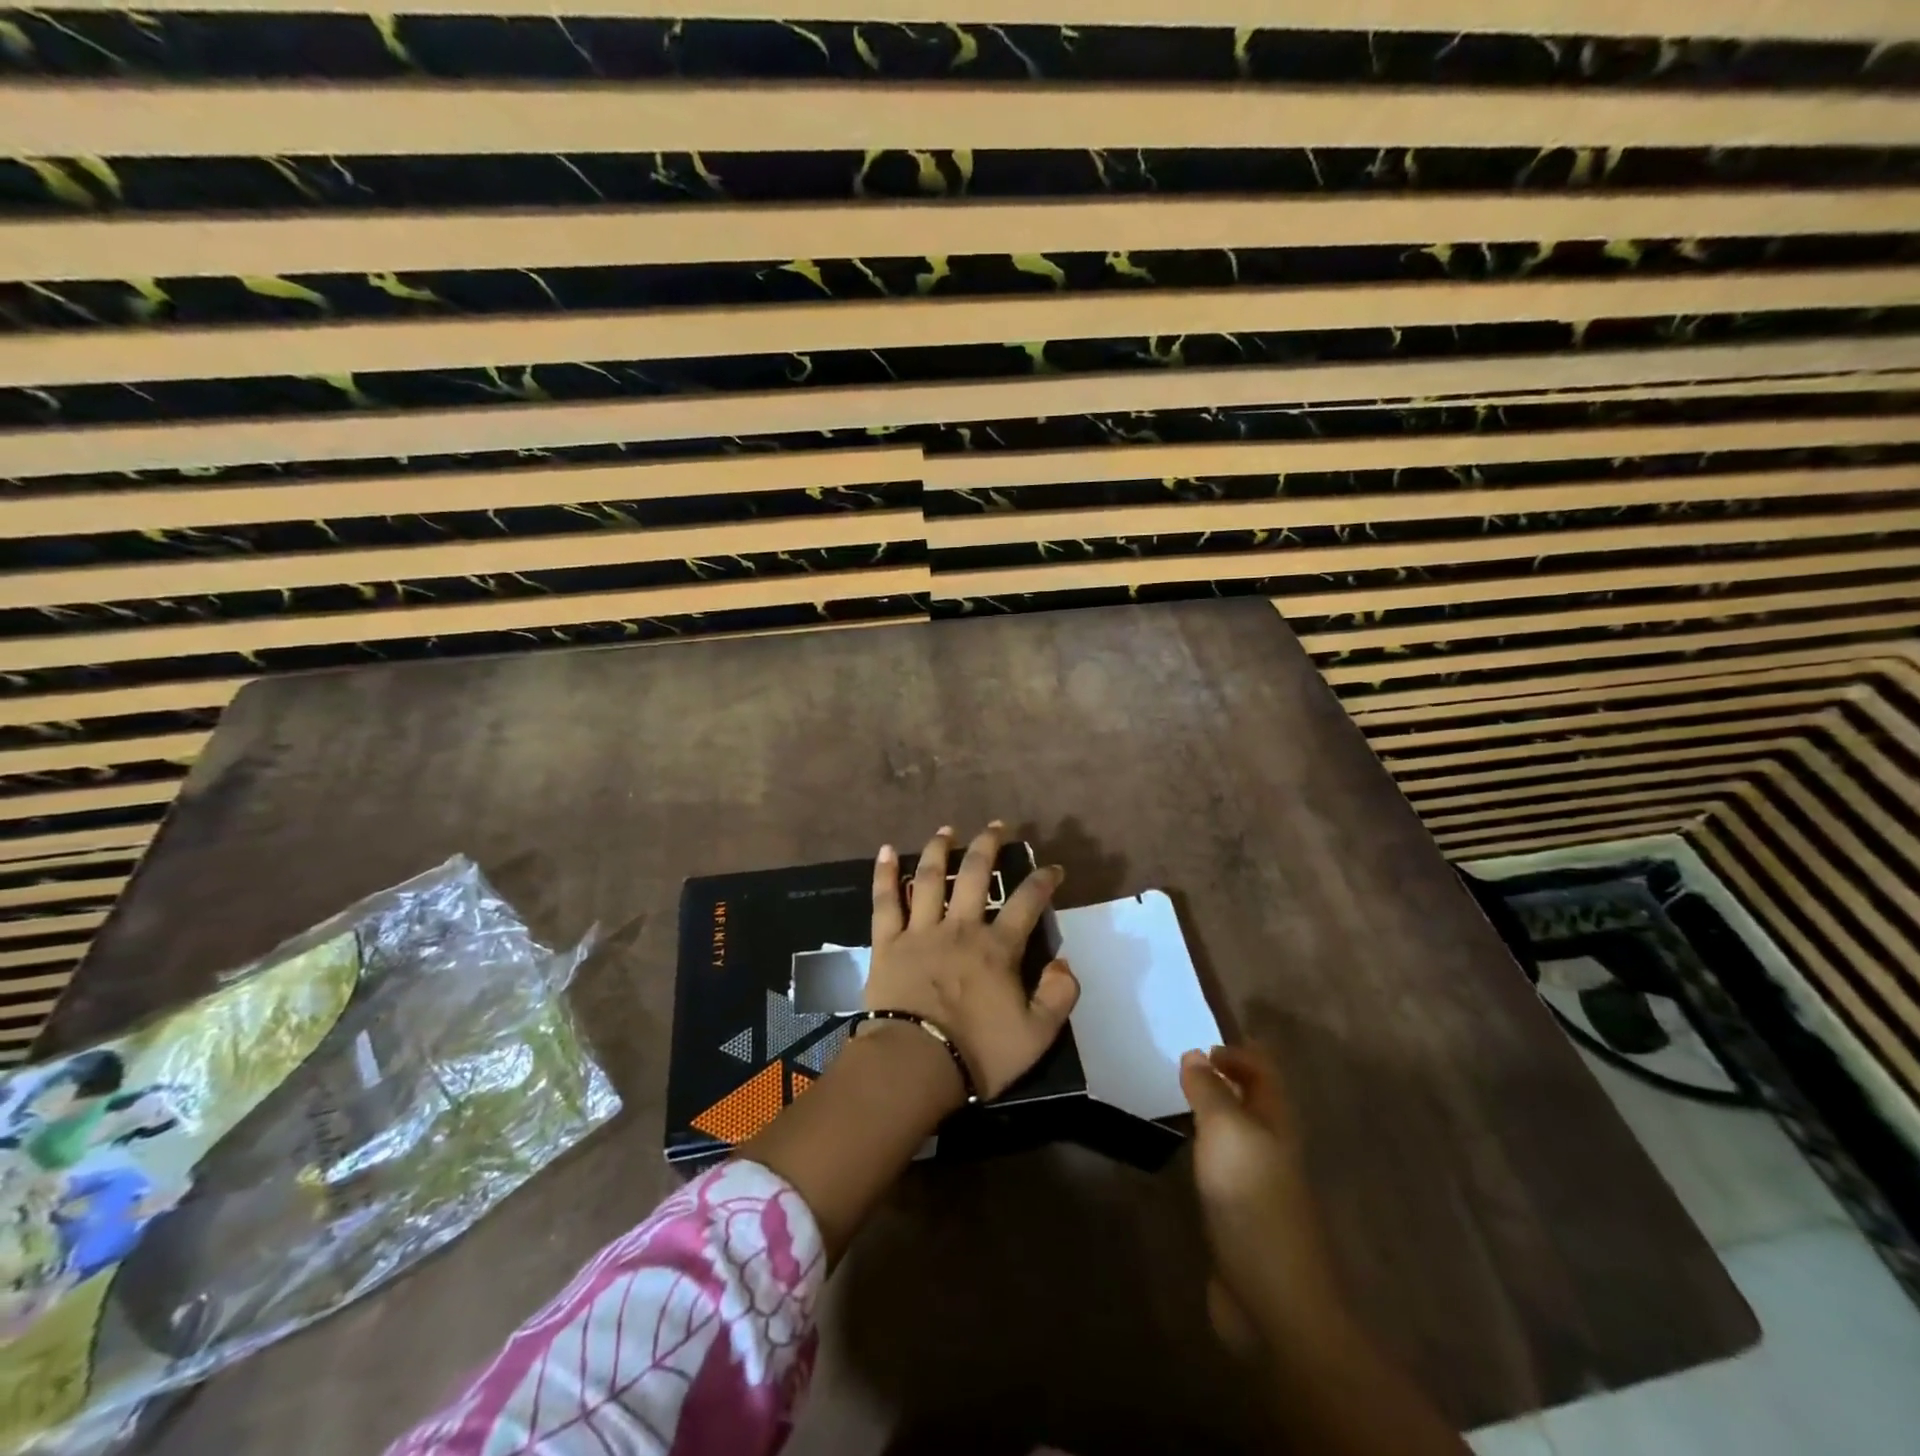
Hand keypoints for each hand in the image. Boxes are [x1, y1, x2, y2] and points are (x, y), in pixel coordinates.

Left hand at [864, 822, 1078, 1100]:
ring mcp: (920, 931)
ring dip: (939, 849)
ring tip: (947, 830)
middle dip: (988, 845)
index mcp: (997, 948)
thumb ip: (1058, 996)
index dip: (1043, 881)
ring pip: (929, 878)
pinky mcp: (887, 943)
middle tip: (997, 826)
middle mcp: (960, 928)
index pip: (1027, 902)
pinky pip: (885, 902)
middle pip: (975, 874)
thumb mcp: (1037, 1035)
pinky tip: (884, 850)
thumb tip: (1064, 963)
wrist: (915, 1064)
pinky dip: (884, 875)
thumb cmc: (978, 1051)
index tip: (1053, 868)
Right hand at [1180, 1044, 1341, 1354]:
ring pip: (1237, 1136)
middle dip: (1224, 1081)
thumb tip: (1196, 1053)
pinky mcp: (1241, 1219)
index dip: (1238, 1052)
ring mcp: (1259, 1187)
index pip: (1264, 1071)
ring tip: (1175, 1101)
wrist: (1273, 1299)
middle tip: (1182, 1067)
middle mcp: (1272, 1149)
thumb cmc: (1252, 1200)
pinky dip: (1204, 1153)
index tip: (1201, 1045)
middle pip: (1252, 1102)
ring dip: (1212, 1115)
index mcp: (1277, 1123)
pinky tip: (1183, 1155)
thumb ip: (1209, 1090)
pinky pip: (1222, 1170)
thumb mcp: (1226, 1131)